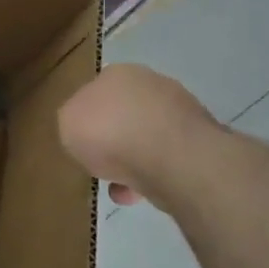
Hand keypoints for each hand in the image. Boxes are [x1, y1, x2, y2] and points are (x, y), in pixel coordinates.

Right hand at [59, 64, 216, 205]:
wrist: (171, 159)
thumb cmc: (109, 132)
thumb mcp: (66, 123)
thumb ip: (72, 121)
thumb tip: (86, 129)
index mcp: (118, 73)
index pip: (96, 92)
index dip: (87, 118)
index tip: (83, 141)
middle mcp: (152, 85)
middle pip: (124, 116)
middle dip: (113, 141)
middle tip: (100, 164)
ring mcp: (182, 113)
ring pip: (147, 140)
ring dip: (133, 162)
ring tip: (120, 188)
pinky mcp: (202, 143)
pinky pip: (167, 160)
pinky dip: (153, 176)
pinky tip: (140, 194)